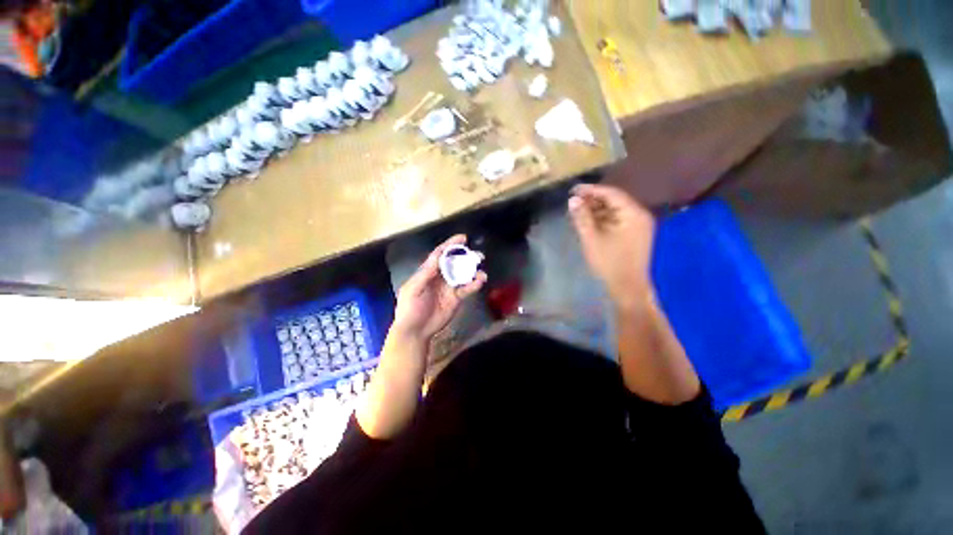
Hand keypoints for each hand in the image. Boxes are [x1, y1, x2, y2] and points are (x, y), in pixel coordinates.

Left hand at [391, 235, 486, 344]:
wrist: (415, 331)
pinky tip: (480, 281)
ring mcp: (449, 288)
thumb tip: (437, 257)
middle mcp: (440, 277)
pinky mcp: (456, 298)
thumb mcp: (412, 289)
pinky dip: (474, 284)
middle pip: (455, 263)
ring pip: (463, 275)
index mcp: (428, 272)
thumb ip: (425, 274)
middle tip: (478, 255)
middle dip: (466, 257)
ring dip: (473, 271)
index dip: (450, 245)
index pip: (440, 255)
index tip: (462, 238)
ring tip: (481, 269)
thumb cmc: (410, 308)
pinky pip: (467, 289)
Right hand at [568, 184, 655, 310]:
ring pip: (616, 211)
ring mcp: (639, 226)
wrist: (628, 288)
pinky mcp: (635, 235)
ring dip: (597, 210)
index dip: (591, 190)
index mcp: (633, 214)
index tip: (573, 189)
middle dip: (593, 200)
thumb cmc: (609, 263)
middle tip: (573, 201)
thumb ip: (582, 217)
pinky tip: (590, 221)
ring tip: (578, 211)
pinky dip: (604, 219)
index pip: (611, 194)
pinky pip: (618, 220)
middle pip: (615, 200)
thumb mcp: (592, 239)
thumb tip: (573, 199)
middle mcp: (640, 216)